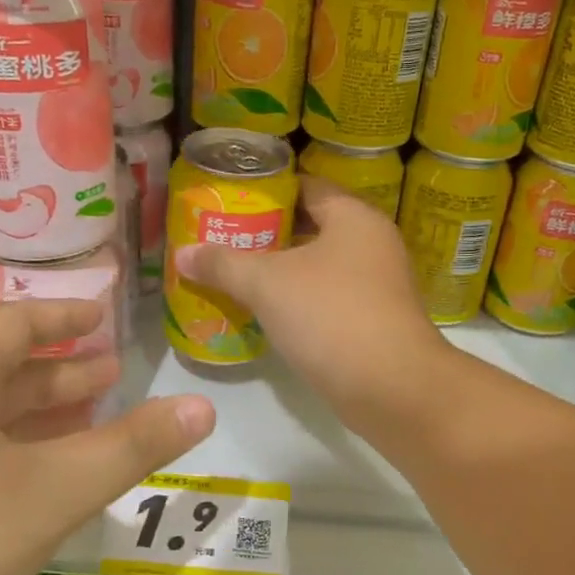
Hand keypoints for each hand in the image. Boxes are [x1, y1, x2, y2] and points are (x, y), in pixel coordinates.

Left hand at [0, 300, 215, 574]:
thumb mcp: (51, 491)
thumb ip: (130, 448)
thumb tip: (202, 407)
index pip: (12, 325)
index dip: (62, 317)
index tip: (102, 316)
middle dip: (57, 375)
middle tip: (110, 378)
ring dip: (32, 420)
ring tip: (84, 426)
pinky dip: (6, 460)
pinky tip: (31, 491)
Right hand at [174, 177, 448, 426]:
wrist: (391, 388)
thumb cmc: (330, 316)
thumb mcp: (267, 284)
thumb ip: (223, 264)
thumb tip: (182, 253)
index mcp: (354, 217)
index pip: (306, 186)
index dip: (267, 191)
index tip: (229, 201)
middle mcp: (372, 244)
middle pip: (312, 227)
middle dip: (267, 235)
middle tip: (223, 240)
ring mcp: (377, 286)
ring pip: (319, 267)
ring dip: (281, 271)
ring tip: (234, 275)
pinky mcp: (374, 322)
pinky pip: (327, 300)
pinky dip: (298, 301)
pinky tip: (265, 313)